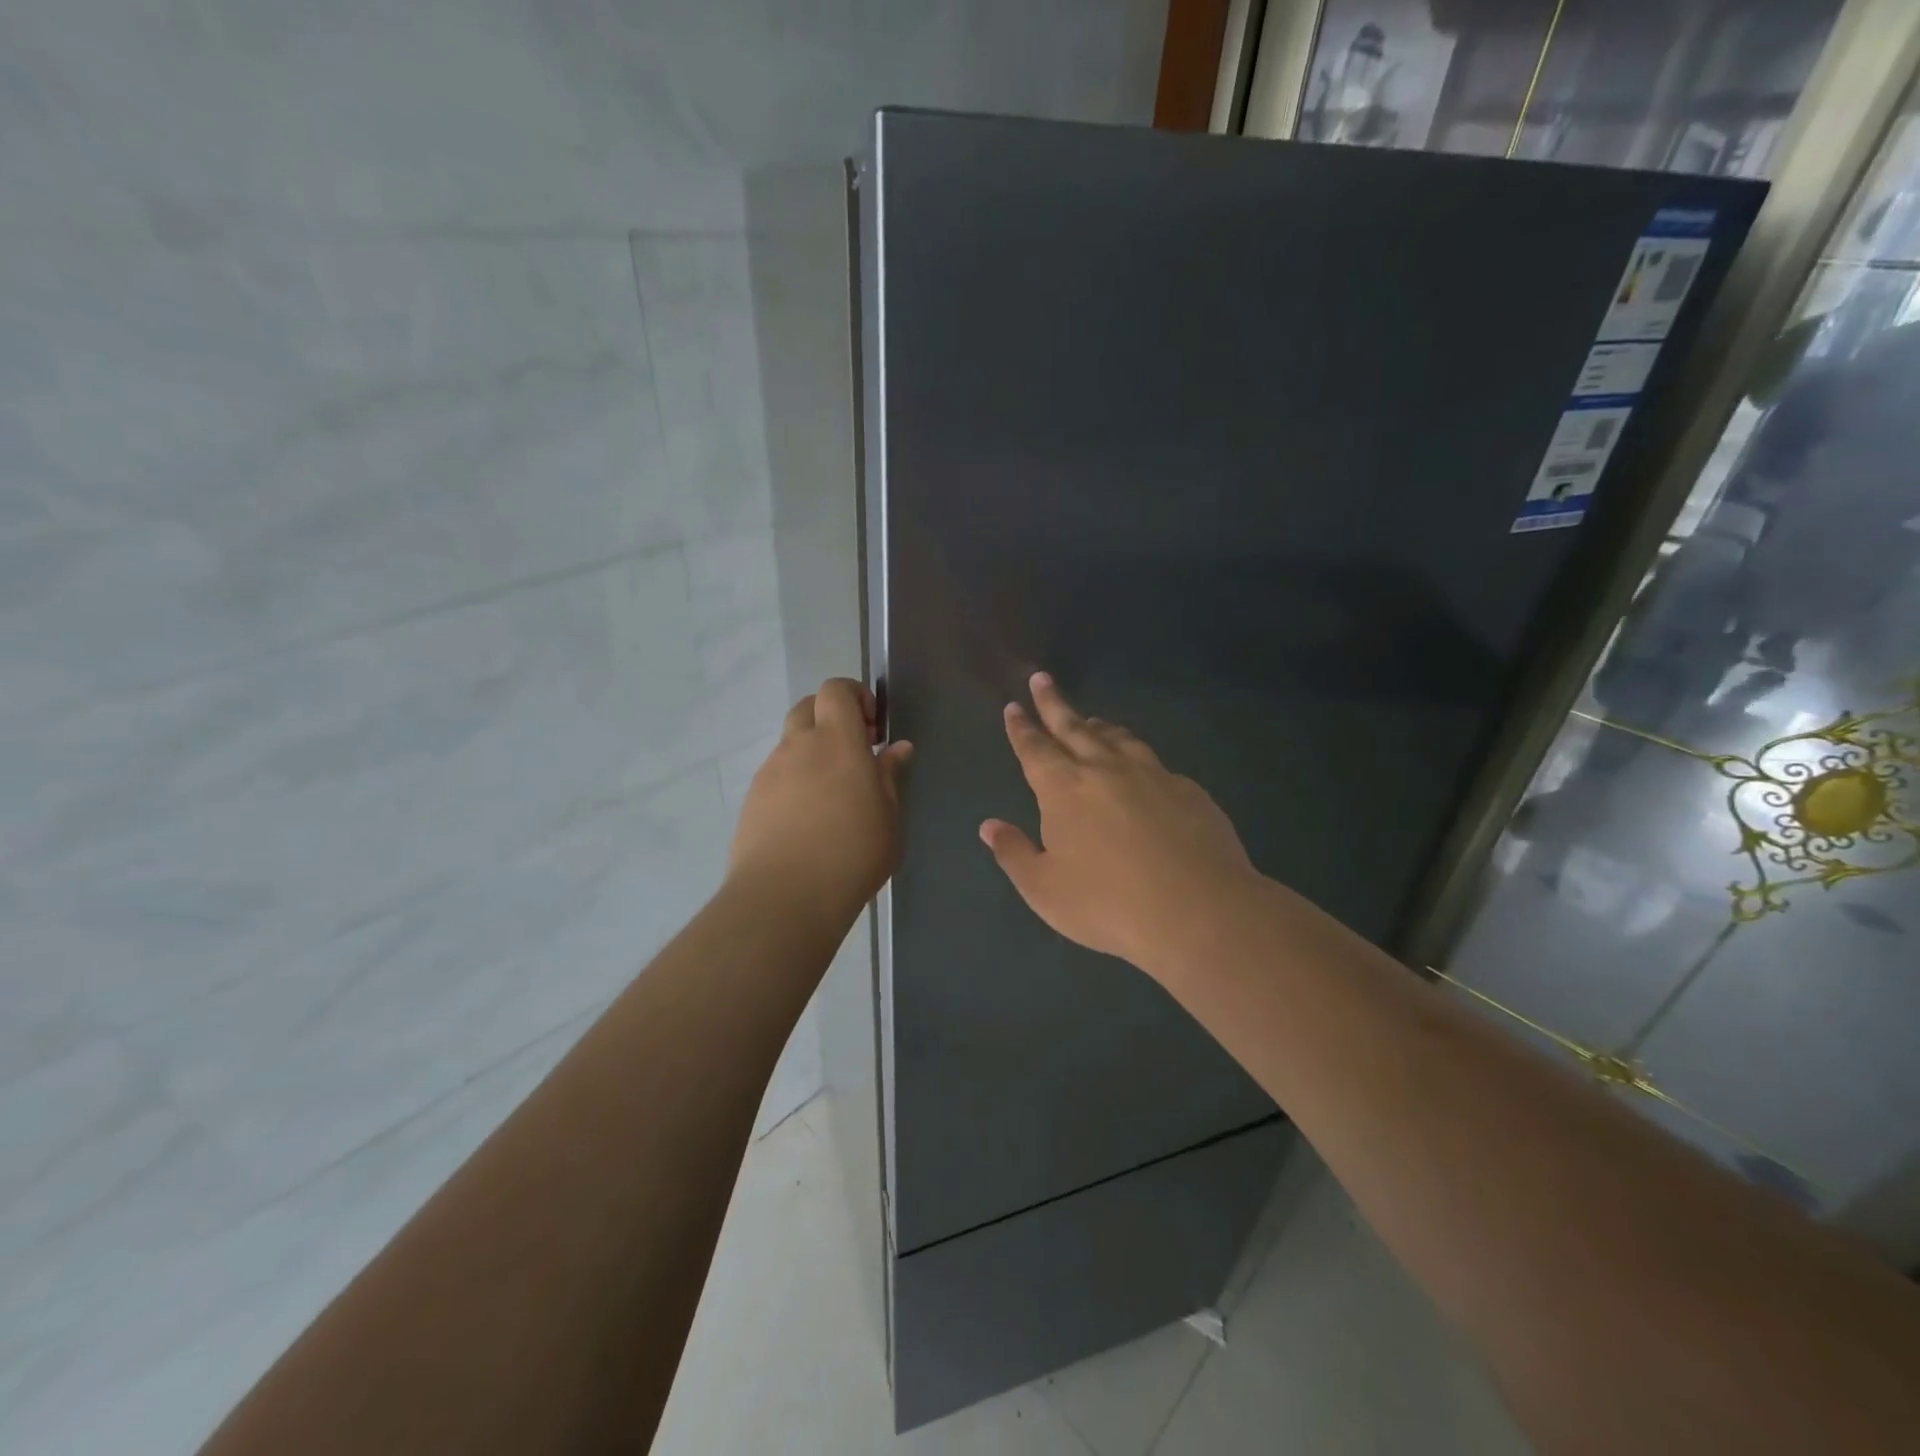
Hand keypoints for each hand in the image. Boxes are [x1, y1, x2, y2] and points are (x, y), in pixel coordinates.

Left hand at [729, 678, 911, 919]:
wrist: (784, 896)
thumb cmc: (852, 853)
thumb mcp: (888, 817)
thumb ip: (889, 776)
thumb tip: (897, 748)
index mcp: (837, 741)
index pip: (835, 690)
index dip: (854, 696)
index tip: (873, 727)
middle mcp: (798, 746)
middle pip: (808, 707)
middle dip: (831, 718)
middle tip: (854, 752)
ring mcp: (770, 772)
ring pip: (790, 743)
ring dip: (811, 752)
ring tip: (832, 794)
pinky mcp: (752, 800)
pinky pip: (776, 775)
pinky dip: (794, 780)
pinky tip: (808, 819)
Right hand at [980, 672, 1262, 977]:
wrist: (1198, 910)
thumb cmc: (1108, 904)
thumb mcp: (1045, 889)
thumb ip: (1014, 853)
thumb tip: (989, 826)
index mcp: (1064, 789)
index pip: (1035, 749)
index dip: (1022, 728)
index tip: (1014, 705)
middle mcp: (1105, 770)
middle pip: (1074, 727)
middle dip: (1054, 704)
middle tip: (1043, 679)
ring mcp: (1151, 775)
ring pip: (1117, 738)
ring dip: (1098, 726)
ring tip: (1090, 719)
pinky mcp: (1187, 790)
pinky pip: (1153, 762)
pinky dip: (1136, 755)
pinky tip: (1141, 768)